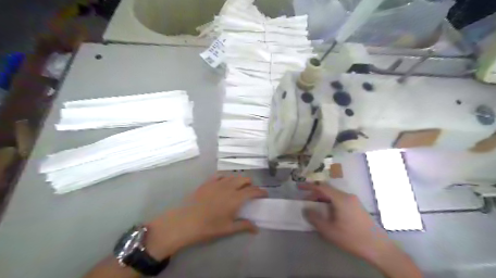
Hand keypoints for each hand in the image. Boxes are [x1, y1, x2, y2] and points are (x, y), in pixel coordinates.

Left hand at [145, 174, 266, 259]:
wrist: (185, 221)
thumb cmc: (208, 227)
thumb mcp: (228, 229)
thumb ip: (244, 226)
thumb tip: (257, 229)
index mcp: (236, 198)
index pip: (253, 191)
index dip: (261, 191)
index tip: (265, 194)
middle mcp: (229, 187)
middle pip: (244, 179)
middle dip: (250, 184)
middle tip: (250, 192)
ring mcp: (217, 183)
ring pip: (233, 176)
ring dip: (239, 180)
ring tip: (238, 187)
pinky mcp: (208, 182)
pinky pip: (220, 175)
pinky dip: (226, 178)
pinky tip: (224, 183)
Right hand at [298, 184, 394, 263]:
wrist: (379, 248)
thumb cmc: (352, 238)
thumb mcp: (329, 230)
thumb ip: (315, 218)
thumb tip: (305, 209)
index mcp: (340, 198)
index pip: (321, 187)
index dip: (309, 186)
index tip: (299, 187)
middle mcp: (347, 196)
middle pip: (328, 190)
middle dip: (315, 194)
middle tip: (306, 202)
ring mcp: (354, 201)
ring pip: (334, 195)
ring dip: (322, 199)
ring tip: (315, 208)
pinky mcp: (357, 207)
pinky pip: (340, 200)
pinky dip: (330, 203)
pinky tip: (328, 213)